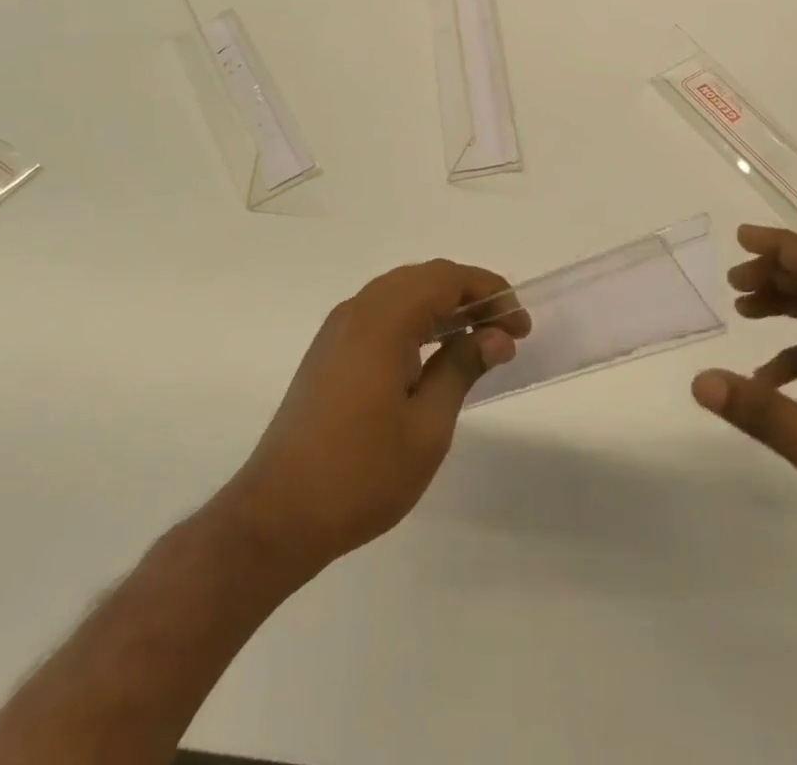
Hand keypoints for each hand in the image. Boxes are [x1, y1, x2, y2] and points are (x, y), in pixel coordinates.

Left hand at [216, 260, 529, 579]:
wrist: (276, 517)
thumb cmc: (361, 473)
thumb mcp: (427, 425)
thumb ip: (463, 368)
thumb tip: (496, 336)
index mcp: (383, 319)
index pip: (448, 279)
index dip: (490, 293)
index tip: (520, 324)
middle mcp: (358, 310)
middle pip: (425, 278)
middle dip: (470, 296)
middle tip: (504, 330)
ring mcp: (338, 330)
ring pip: (402, 293)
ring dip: (443, 307)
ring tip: (477, 339)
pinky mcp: (329, 352)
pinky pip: (381, 314)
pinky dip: (416, 320)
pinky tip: (434, 353)